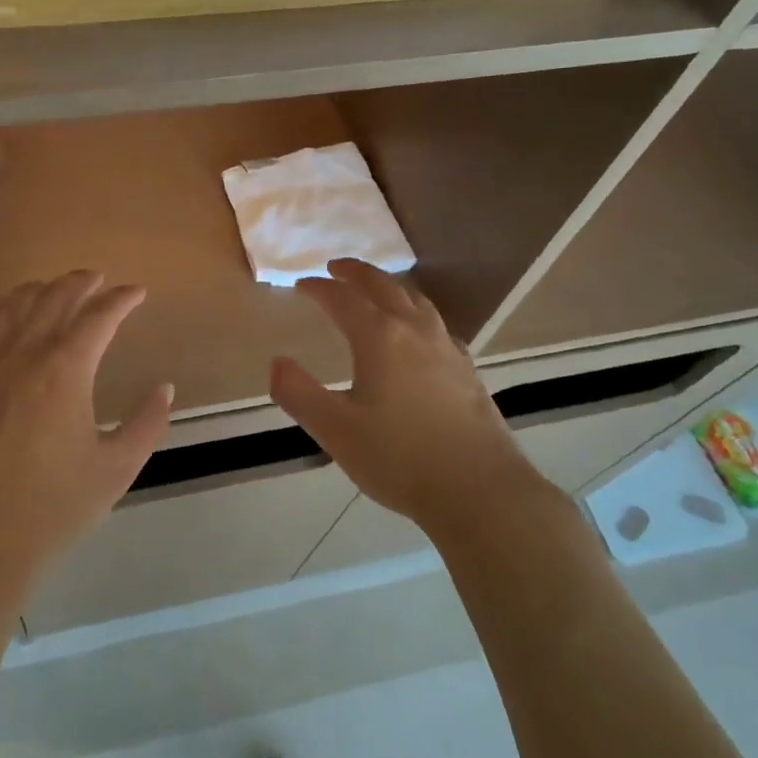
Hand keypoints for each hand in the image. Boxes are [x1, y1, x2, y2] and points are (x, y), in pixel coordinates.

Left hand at [0, 270, 171, 611]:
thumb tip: (164, 388)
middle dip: (81, 283)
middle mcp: (23, 355)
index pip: (98, 317)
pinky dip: (2, 309)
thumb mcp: (116, 469)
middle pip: (54, 300)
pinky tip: (9, 316)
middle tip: (100, 279)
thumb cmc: (52, 508)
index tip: (138, 292)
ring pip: (13, 306)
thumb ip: (147, 424)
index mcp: (65, 371)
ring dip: (40, 289)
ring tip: (57, 287)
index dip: (121, 299)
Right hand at [269, 259, 557, 546]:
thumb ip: (299, 393)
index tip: (301, 285)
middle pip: (384, 287)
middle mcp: (415, 332)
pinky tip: (417, 334)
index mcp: (381, 338)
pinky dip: (415, 313)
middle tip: (336, 267)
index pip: (343, 299)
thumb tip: (277, 364)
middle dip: (357, 273)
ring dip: (390, 287)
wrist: (479, 490)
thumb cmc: (399, 458)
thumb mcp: (335, 430)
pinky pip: (436, 324)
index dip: (320, 289)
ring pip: (416, 301)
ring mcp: (447, 349)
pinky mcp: (467, 370)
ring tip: (376, 289)